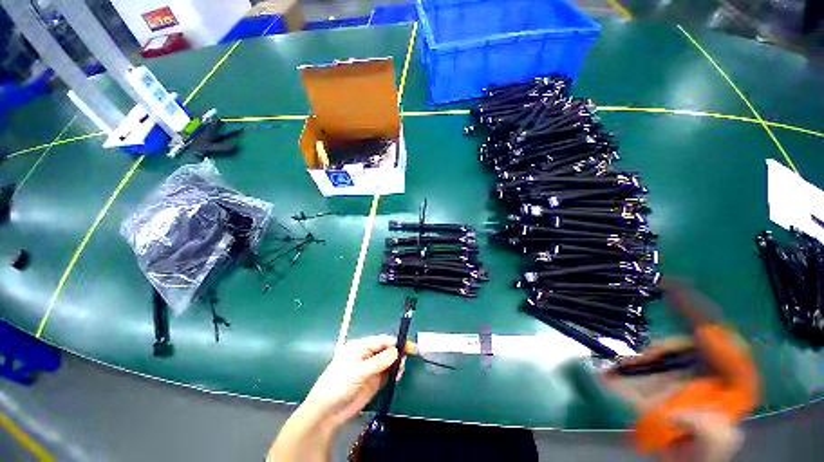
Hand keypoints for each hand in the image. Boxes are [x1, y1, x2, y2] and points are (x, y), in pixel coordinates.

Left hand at [302, 335, 404, 427]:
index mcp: (360, 347)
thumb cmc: (339, 385)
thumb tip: (397, 351)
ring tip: (401, 369)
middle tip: (411, 355)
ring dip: (397, 363)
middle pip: (387, 350)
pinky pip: (388, 374)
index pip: (382, 340)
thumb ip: (379, 362)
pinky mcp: (374, 382)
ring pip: (389, 361)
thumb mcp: (358, 371)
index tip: (409, 346)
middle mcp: (367, 355)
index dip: (395, 342)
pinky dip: (394, 373)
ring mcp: (371, 369)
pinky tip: (398, 375)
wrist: (327, 413)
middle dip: (398, 351)